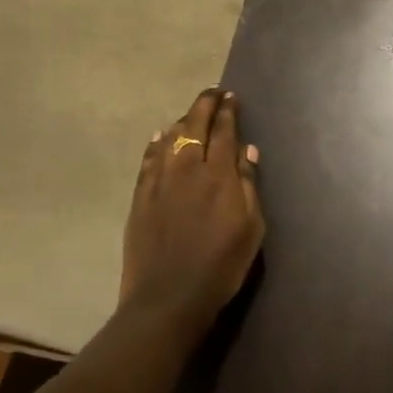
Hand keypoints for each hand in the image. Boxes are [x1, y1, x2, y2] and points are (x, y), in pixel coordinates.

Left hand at [120, 88, 265, 338]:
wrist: (168, 298)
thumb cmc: (221, 266)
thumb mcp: (251, 228)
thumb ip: (249, 185)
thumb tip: (248, 150)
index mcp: (219, 175)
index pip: (224, 130)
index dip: (227, 111)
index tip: (230, 97)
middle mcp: (188, 168)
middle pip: (194, 126)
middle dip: (204, 105)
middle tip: (212, 94)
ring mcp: (160, 181)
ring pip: (169, 138)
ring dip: (182, 121)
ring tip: (190, 115)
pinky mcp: (140, 197)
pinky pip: (148, 159)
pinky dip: (156, 143)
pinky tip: (159, 137)